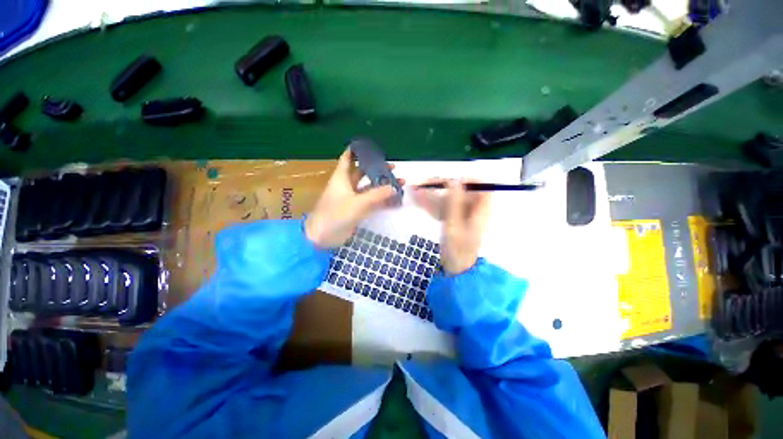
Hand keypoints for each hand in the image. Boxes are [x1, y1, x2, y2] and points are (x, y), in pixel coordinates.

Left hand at [305, 149, 402, 247]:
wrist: (322, 236)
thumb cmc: (335, 214)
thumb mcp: (357, 203)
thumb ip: (377, 195)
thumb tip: (394, 187)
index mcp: (341, 177)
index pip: (348, 158)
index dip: (356, 151)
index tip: (368, 146)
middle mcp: (346, 185)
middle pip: (362, 172)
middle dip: (375, 168)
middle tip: (392, 167)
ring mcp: (351, 198)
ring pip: (368, 187)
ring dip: (381, 185)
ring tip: (397, 181)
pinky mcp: (355, 210)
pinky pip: (370, 201)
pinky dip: (380, 199)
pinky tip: (392, 199)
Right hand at [413, 179, 490, 274]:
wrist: (456, 269)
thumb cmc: (458, 250)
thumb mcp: (454, 226)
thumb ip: (454, 203)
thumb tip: (455, 180)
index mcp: (480, 210)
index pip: (480, 187)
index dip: (467, 180)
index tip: (450, 180)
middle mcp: (472, 210)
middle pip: (459, 191)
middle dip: (440, 187)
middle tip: (423, 184)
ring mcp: (461, 215)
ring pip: (447, 199)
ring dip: (431, 195)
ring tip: (414, 191)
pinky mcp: (453, 221)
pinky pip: (442, 209)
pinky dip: (431, 205)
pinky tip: (418, 202)